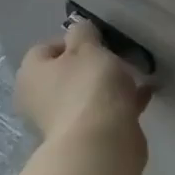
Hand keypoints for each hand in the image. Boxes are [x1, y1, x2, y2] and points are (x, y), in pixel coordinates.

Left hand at [15, 19, 151, 150]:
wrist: (101, 143)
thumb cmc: (89, 86)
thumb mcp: (87, 47)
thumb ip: (83, 32)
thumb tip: (79, 31)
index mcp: (30, 74)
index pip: (46, 48)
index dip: (73, 40)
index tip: (98, 41)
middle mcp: (39, 99)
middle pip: (66, 73)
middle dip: (91, 64)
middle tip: (116, 58)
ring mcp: (61, 121)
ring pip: (85, 94)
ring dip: (107, 85)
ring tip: (135, 75)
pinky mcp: (85, 137)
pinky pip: (104, 111)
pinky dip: (121, 102)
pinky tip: (144, 94)